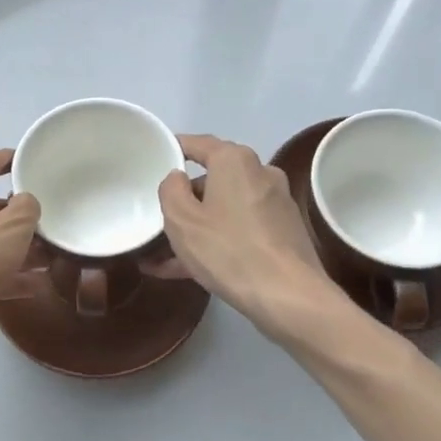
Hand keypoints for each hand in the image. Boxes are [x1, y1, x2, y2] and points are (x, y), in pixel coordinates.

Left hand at [0, 150, 42, 326]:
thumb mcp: (12, 227)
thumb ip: (26, 208)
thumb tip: (25, 203)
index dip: (2, 159)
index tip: (23, 159)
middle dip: (16, 215)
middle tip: (45, 218)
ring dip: (16, 249)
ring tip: (49, 255)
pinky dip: (6, 276)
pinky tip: (35, 286)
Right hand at [150, 134, 347, 338]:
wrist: (289, 296)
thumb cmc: (228, 250)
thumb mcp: (181, 219)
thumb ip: (170, 190)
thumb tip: (177, 178)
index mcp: (234, 161)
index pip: (196, 144)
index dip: (172, 150)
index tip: (152, 160)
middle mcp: (260, 173)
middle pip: (211, 180)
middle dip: (183, 202)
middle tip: (157, 220)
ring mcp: (275, 204)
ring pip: (224, 209)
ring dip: (196, 228)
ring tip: (162, 257)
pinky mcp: (283, 232)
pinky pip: (239, 229)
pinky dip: (216, 242)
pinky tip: (188, 271)